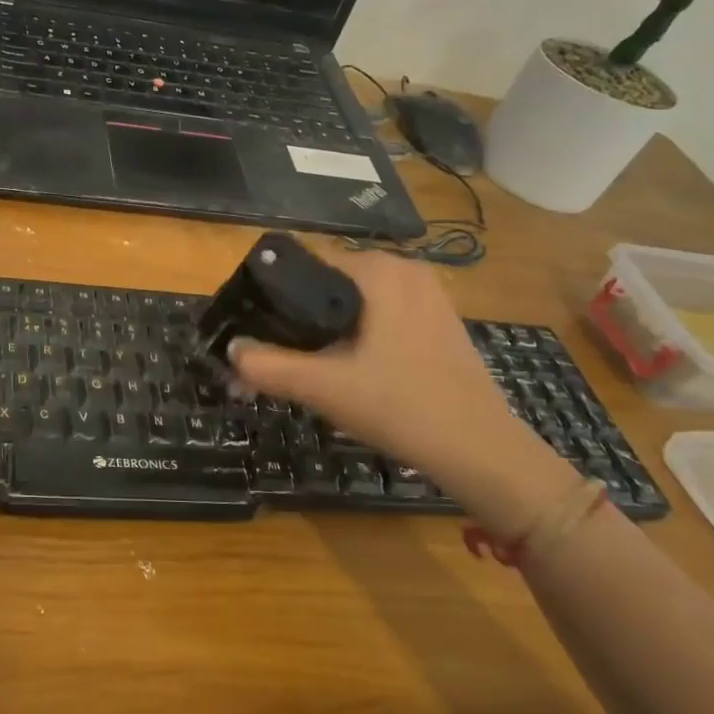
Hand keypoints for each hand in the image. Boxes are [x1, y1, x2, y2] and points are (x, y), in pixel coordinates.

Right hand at [229, 244, 543, 491]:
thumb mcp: (326, 388)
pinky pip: (380, 314)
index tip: (253, 327)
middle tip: (276, 355)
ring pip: (354, 301)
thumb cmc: (403, 408)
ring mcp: (427, 294)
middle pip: (328, 281)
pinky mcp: (437, 320)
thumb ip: (268, 367)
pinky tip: (348, 369)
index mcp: (379, 270)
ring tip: (306, 365)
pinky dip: (356, 334)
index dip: (272, 292)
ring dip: (326, 328)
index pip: (306, 262)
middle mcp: (404, 269)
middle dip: (297, 315)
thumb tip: (230, 350)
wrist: (483, 452)